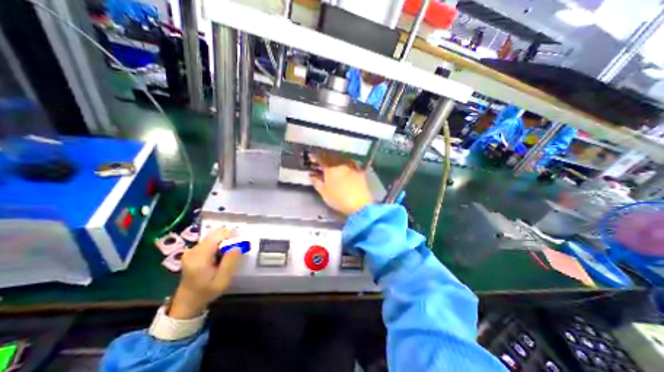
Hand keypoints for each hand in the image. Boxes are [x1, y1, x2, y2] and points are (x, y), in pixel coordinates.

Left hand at [169, 227, 242, 319]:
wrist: (187, 302)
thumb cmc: (206, 292)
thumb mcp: (222, 281)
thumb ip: (230, 262)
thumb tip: (238, 246)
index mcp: (199, 256)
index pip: (218, 235)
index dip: (231, 236)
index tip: (239, 245)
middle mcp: (194, 249)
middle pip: (216, 233)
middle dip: (229, 238)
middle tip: (235, 250)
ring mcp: (193, 249)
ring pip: (214, 235)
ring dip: (225, 241)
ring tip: (228, 254)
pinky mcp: (194, 251)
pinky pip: (211, 240)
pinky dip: (219, 244)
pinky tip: (221, 255)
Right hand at [310, 150, 372, 214]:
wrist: (359, 204)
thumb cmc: (338, 199)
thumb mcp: (323, 192)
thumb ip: (316, 182)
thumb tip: (312, 175)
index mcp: (330, 168)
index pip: (321, 159)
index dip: (315, 157)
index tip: (311, 157)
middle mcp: (341, 164)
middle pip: (331, 158)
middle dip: (325, 159)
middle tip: (321, 163)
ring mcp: (351, 167)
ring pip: (341, 160)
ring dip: (335, 162)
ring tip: (332, 166)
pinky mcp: (359, 171)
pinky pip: (350, 164)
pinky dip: (345, 166)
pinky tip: (344, 170)